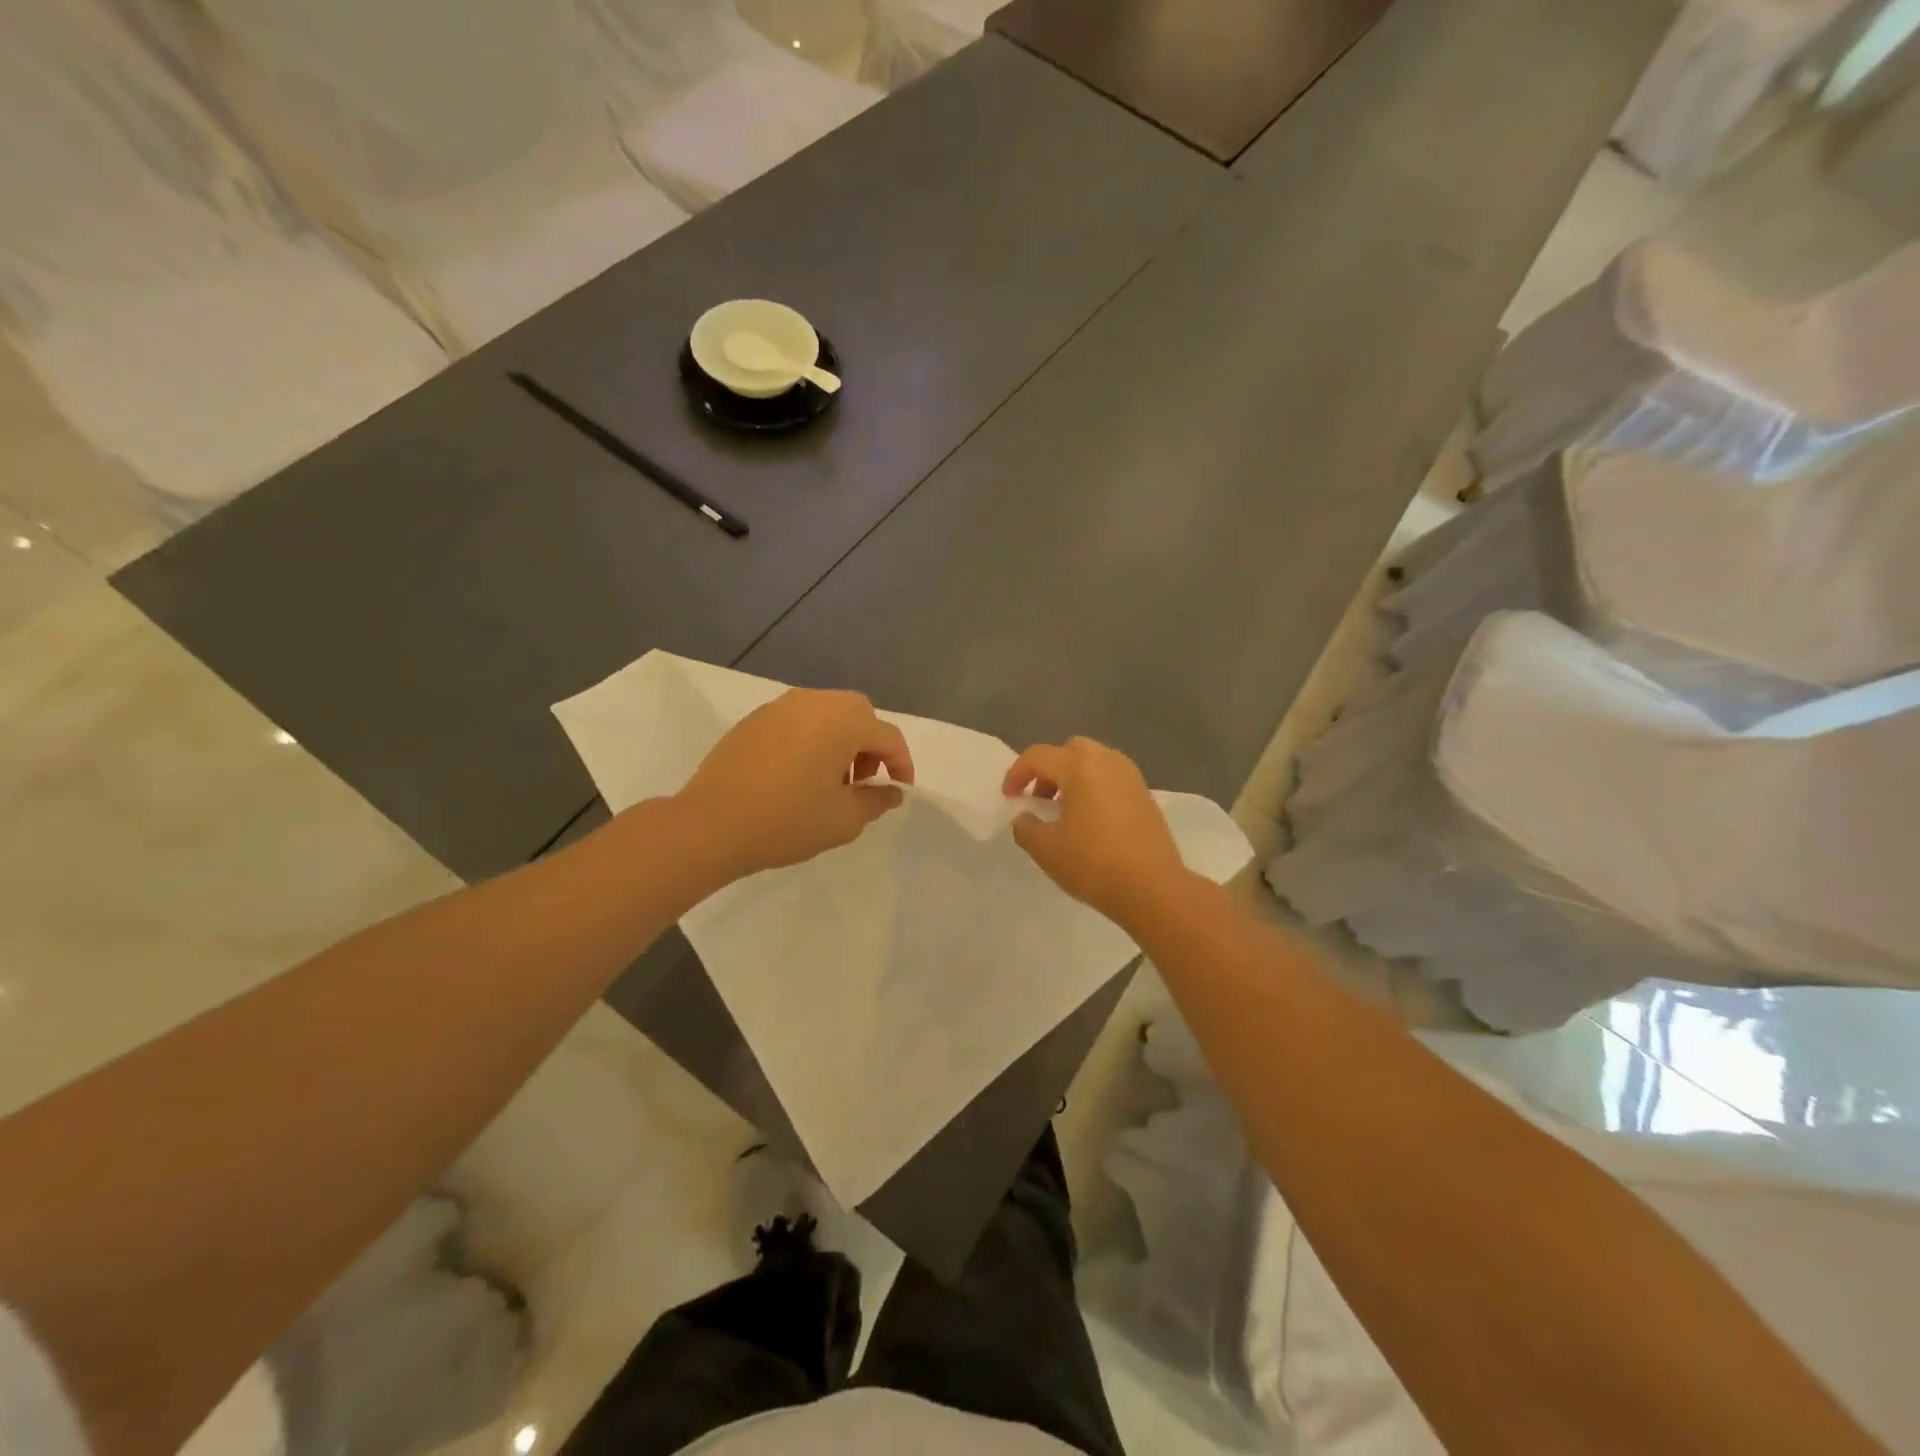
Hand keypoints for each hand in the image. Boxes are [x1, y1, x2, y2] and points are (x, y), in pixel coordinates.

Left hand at [677, 689, 914, 880]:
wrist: (710, 824)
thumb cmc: (787, 821)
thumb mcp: (844, 820)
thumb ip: (876, 801)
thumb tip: (891, 792)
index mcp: (843, 721)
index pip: (888, 736)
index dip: (901, 764)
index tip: (899, 790)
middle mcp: (815, 702)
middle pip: (858, 714)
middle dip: (870, 745)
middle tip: (863, 781)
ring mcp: (780, 707)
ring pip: (826, 713)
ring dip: (840, 740)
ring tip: (829, 780)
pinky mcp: (754, 719)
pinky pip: (797, 721)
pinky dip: (810, 739)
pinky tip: (797, 774)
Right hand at [1002, 737, 1186, 923]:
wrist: (1153, 888)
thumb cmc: (1093, 863)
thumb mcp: (1046, 849)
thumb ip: (1026, 827)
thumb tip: (1025, 817)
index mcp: (1080, 766)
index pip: (1038, 756)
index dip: (1016, 774)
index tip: (1009, 798)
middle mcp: (1107, 761)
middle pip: (1070, 750)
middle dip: (1049, 770)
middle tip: (1039, 799)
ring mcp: (1131, 777)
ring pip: (1094, 762)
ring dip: (1073, 778)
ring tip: (1064, 811)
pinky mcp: (1146, 795)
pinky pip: (1112, 779)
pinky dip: (1094, 788)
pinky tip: (1090, 821)